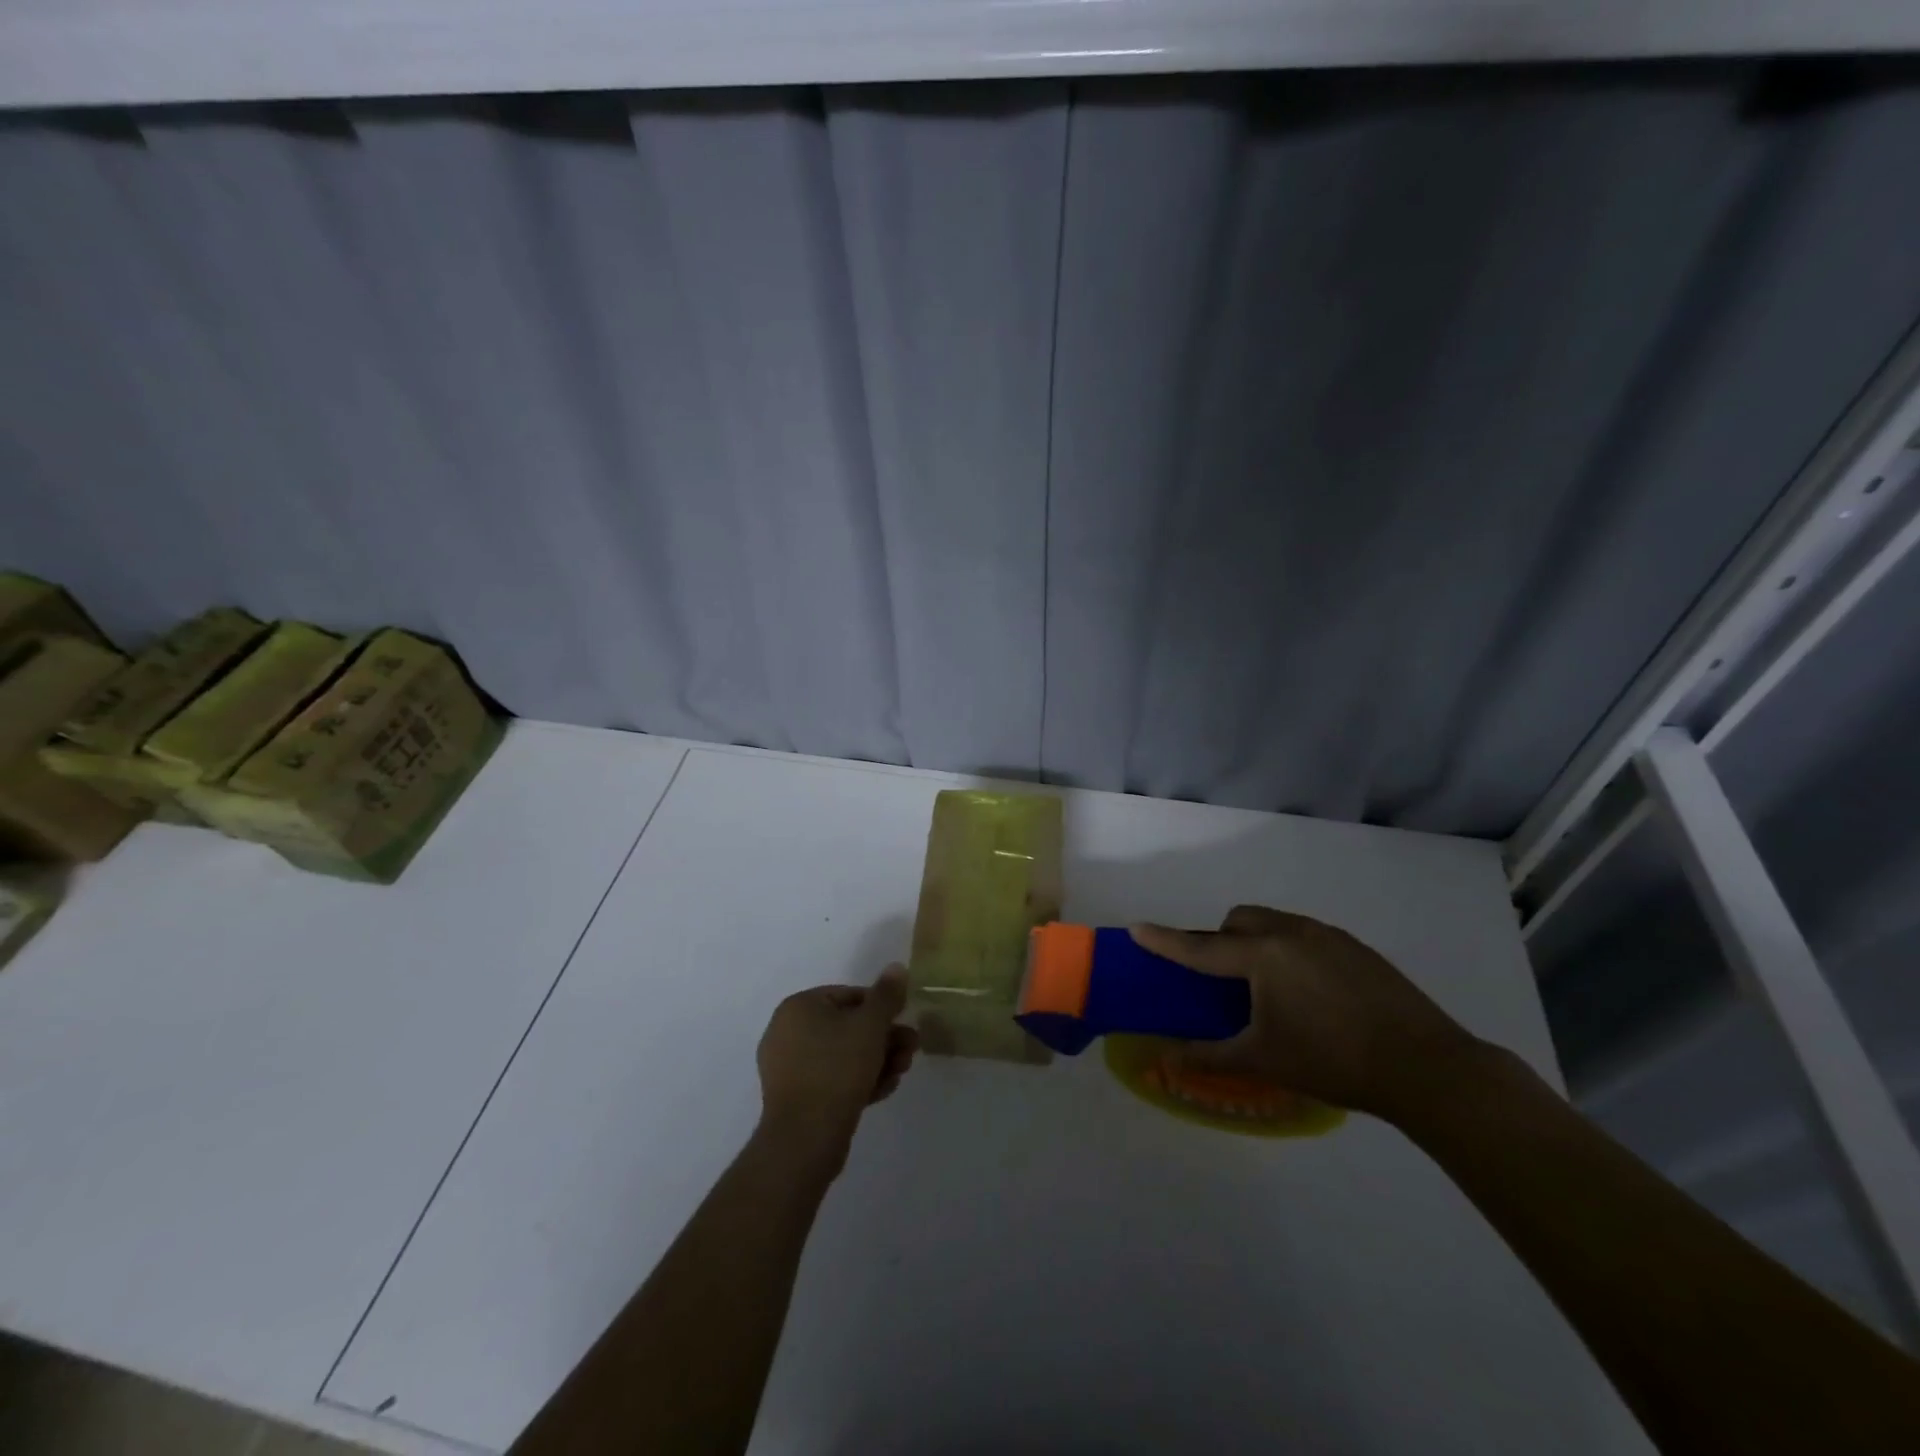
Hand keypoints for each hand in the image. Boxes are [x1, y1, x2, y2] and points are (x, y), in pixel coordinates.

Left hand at [755, 966, 918, 1167]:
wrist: (805, 1139)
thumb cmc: (837, 1069)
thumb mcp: (870, 1025)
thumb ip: (886, 995)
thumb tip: (897, 967)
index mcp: (799, 1007)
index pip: (850, 996)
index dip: (882, 1008)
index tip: (905, 1023)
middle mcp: (787, 1031)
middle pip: (848, 1026)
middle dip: (884, 1038)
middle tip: (911, 1050)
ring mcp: (788, 1067)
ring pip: (843, 1054)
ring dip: (876, 1060)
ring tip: (901, 1072)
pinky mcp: (796, 1097)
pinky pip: (832, 1079)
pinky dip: (858, 1080)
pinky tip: (884, 1090)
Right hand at [1131, 906, 1483, 1120]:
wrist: (1427, 1067)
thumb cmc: (1334, 1061)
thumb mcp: (1264, 1061)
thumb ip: (1209, 1055)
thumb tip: (1165, 1057)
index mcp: (1264, 955)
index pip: (1202, 947)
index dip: (1166, 941)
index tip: (1137, 929)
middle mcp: (1291, 932)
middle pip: (1239, 921)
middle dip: (1221, 939)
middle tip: (1224, 980)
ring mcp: (1328, 935)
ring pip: (1274, 923)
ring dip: (1256, 942)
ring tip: (1269, 988)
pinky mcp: (1356, 947)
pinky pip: (1305, 935)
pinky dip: (1290, 951)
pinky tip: (1311, 993)